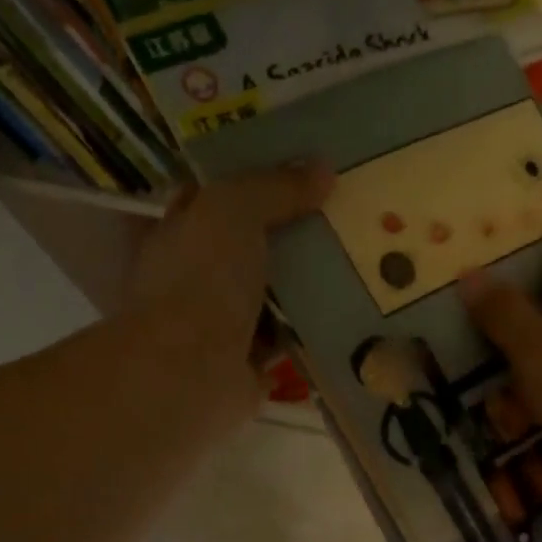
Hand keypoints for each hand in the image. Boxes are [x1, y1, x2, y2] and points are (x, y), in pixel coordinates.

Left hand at [123, 165, 334, 399]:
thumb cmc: (201, 280)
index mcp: (182, 234)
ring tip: (360, 259)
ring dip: (308, 282)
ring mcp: (223, 323)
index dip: (255, 181)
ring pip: (273, 294)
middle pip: (251, 246)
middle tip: (346, 212)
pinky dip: (313, 329)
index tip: (303, 170)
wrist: (193, 371)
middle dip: (292, 231)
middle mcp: (198, 277)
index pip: (217, 198)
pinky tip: (351, 311)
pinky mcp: (251, 363)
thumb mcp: (233, 210)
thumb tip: (323, 170)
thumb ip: (274, 187)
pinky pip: (289, 338)